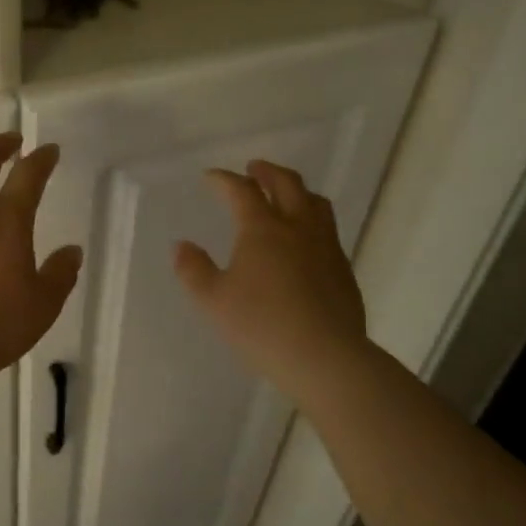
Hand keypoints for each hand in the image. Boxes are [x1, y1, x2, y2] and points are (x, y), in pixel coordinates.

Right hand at [174, 160, 370, 393]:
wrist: (324, 356)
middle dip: (267, 172)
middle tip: (253, 169)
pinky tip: (305, 240)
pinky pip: (328, 230)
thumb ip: (193, 270)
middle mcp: (298, 227)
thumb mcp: (214, 301)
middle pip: (287, 184)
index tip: (210, 177)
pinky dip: (312, 220)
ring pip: (315, 203)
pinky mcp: (343, 269)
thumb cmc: (261, 326)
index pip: (242, 191)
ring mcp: (326, 246)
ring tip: (286, 195)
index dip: (224, 180)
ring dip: (296, 190)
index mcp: (263, 229)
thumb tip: (182, 246)